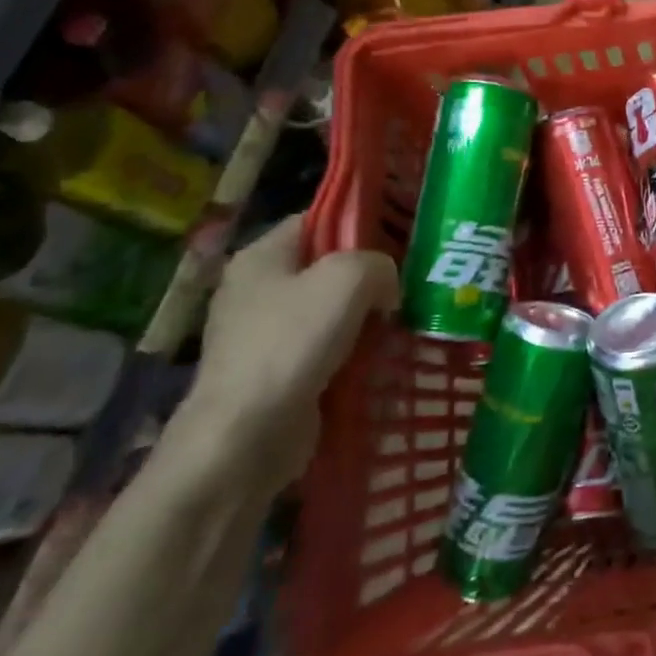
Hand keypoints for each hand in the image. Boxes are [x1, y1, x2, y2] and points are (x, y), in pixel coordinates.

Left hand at [178, 216, 399, 497]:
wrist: (245, 436)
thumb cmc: (292, 343)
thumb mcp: (348, 279)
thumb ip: (378, 263)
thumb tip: (386, 286)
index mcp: (262, 255)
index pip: (319, 219)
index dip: (361, 223)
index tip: (402, 239)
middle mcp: (258, 288)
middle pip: (329, 265)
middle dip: (371, 275)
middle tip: (410, 283)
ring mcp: (265, 332)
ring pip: (332, 308)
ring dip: (367, 316)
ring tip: (403, 321)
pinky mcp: (278, 370)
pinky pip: (326, 346)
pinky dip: (354, 349)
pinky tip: (381, 356)